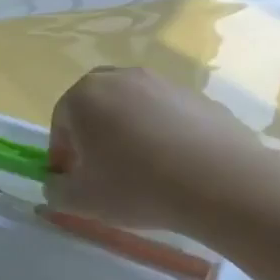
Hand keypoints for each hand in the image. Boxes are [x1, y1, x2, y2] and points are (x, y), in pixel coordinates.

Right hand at [44, 66, 262, 234]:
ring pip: (133, 107)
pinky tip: (176, 167)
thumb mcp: (82, 200)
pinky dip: (164, 134)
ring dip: (129, 132)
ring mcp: (163, 83)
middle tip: (103, 170)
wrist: (223, 183)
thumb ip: (57, 192)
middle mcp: (119, 78)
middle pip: (95, 106)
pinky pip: (168, 115)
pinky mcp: (200, 97)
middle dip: (93, 134)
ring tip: (143, 170)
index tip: (72, 181)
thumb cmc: (137, 186)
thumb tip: (57, 185)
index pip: (60, 123)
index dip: (62, 155)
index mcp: (83, 96)